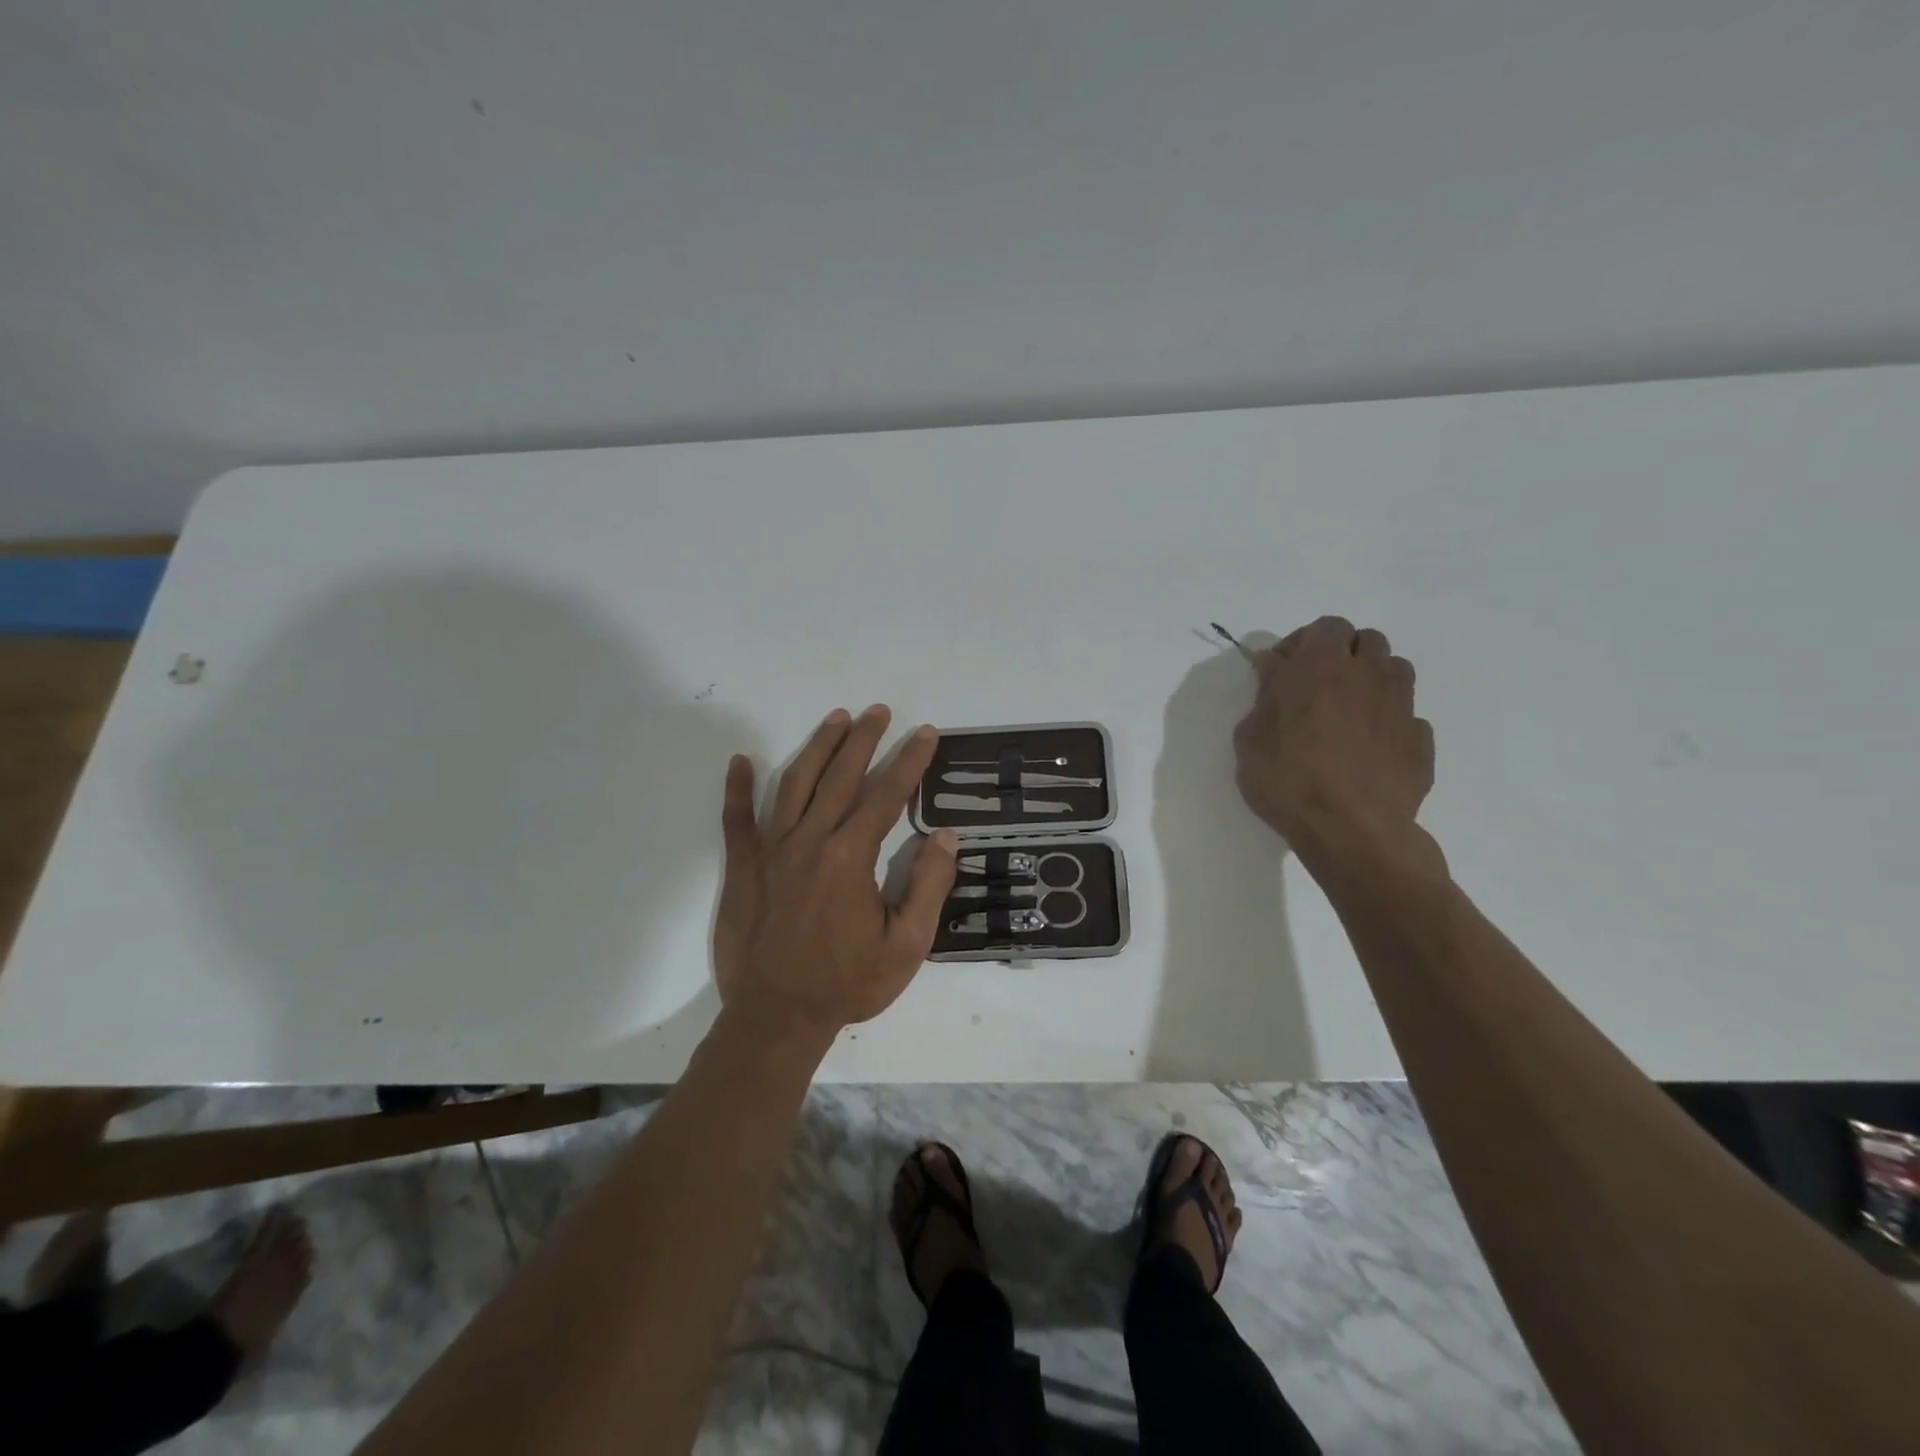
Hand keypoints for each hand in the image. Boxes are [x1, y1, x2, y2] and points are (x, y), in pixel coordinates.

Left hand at [713, 705, 958, 1038]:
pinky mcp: (743, 868)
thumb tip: (944, 836)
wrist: (776, 1018)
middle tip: (879, 710)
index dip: (909, 761)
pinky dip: (736, 789)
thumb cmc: (848, 984)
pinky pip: (737, 820)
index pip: (886, 795)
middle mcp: (810, 842)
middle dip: (863, 739)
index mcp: (850, 857)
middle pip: (840, 777)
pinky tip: (740, 760)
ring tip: (835, 719)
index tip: (925, 733)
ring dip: (817, 748)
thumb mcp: (907, 946)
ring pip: (794, 785)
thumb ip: (928, 887)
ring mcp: (771, 852)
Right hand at [1233, 617, 1436, 869]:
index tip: (1281, 672)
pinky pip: (1406, 715)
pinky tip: (1368, 749)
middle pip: (1365, 640)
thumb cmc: (1288, 781)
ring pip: (1394, 670)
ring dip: (1370, 680)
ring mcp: (1402, 706)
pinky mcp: (1420, 740)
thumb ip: (1264, 696)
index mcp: (1321, 667)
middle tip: (1316, 687)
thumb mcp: (1250, 738)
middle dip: (1342, 654)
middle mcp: (1368, 675)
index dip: (1302, 643)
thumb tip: (1275, 670)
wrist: (1353, 832)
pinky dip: (1387, 721)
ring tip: (1347, 713)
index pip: (1324, 627)